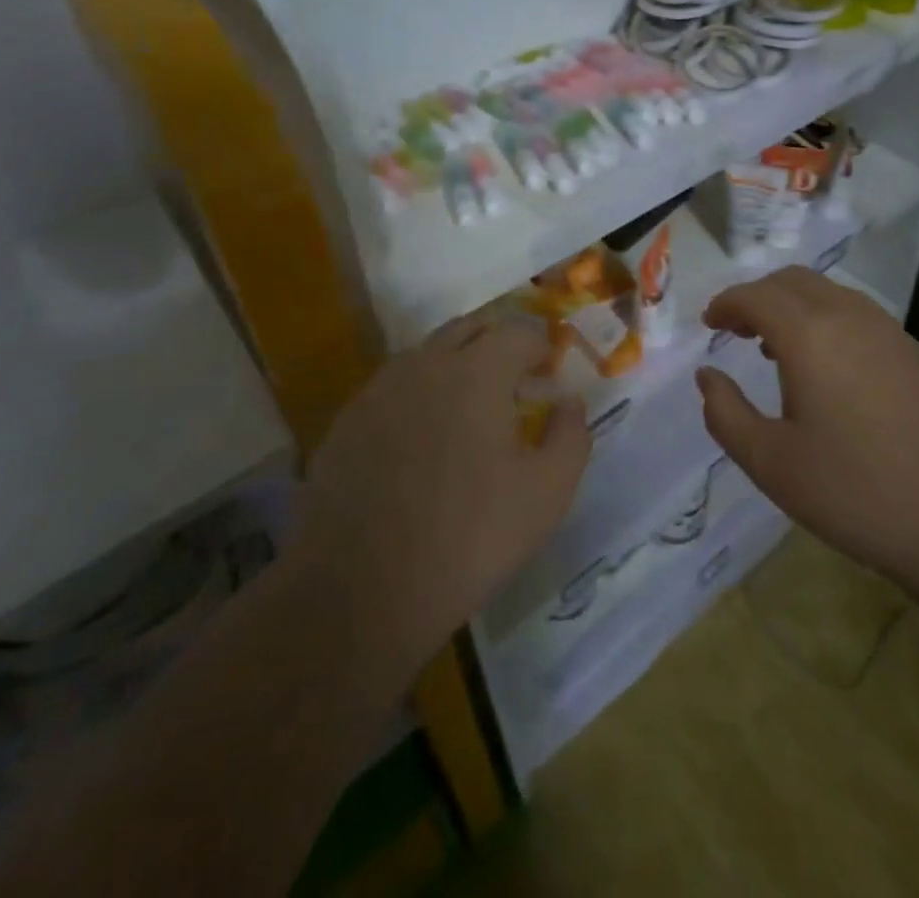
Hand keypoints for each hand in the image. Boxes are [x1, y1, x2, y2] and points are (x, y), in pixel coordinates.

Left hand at [300, 314, 590, 669]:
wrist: (361, 590)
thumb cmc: (469, 538)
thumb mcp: (547, 493)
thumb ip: (570, 435)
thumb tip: (568, 401)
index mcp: (476, 372)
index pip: (518, 333)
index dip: (540, 348)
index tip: (549, 373)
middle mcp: (425, 364)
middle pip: (469, 329)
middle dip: (498, 344)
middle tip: (514, 380)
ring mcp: (379, 389)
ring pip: (427, 354)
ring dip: (456, 365)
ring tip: (469, 409)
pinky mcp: (347, 420)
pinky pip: (393, 387)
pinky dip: (418, 395)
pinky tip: (421, 440)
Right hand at [695, 268, 918, 590]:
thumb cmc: (856, 492)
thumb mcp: (771, 463)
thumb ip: (726, 413)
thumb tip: (708, 376)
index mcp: (810, 334)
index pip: (756, 296)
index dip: (726, 304)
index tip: (709, 323)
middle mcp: (850, 316)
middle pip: (793, 281)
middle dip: (757, 296)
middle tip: (735, 330)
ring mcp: (891, 331)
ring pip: (829, 293)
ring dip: (794, 307)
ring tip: (775, 348)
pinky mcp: (918, 354)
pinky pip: (859, 316)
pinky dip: (827, 321)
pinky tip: (829, 370)